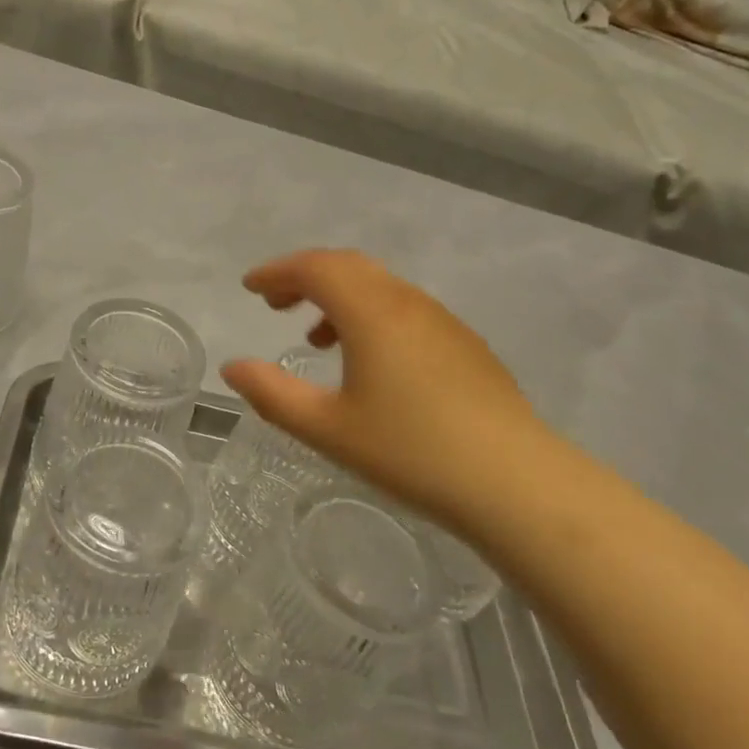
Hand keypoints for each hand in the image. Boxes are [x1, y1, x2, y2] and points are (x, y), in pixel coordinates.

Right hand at [220, 250, 553, 526]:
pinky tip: (369, 360)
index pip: (315, 267)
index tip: (249, 288)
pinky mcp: (464, 343)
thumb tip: (233, 368)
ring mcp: (441, 320)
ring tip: (316, 338)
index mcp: (371, 311)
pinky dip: (370, 314)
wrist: (514, 481)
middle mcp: (406, 301)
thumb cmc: (410, 451)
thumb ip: (272, 393)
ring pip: (379, 286)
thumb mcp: (327, 428)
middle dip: (304, 277)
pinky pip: (404, 308)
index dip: (276, 272)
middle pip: (347, 266)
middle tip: (274, 303)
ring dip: (338, 297)